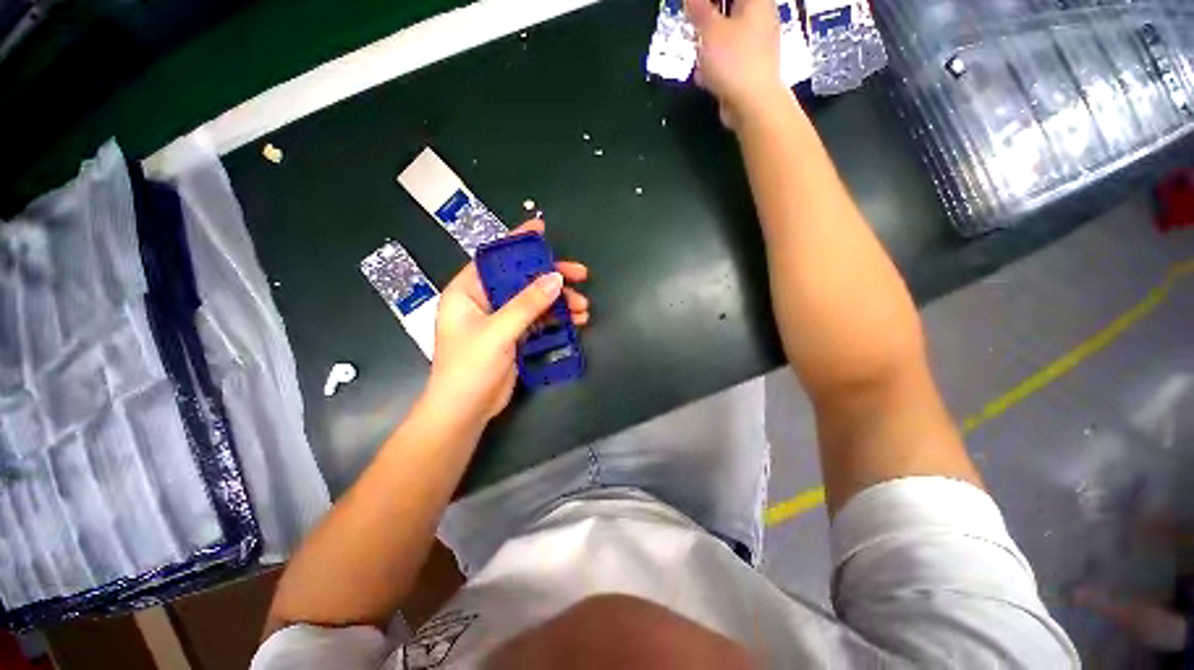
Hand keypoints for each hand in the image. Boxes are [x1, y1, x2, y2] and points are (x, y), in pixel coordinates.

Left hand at [425, 219, 589, 425]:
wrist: (465, 411)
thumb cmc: (469, 368)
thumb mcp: (498, 332)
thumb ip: (527, 304)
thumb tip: (555, 278)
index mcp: (467, 291)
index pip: (495, 258)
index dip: (518, 242)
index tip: (542, 229)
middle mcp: (484, 301)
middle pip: (521, 279)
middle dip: (551, 277)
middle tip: (580, 275)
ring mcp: (500, 319)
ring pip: (534, 300)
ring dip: (559, 301)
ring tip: (584, 307)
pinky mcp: (513, 336)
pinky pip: (538, 320)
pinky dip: (556, 318)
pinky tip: (576, 321)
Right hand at [686, 0, 784, 126]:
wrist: (752, 105)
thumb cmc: (734, 62)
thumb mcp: (710, 31)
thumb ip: (698, 10)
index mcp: (756, 1)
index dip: (709, 1)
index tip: (694, 8)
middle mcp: (760, 18)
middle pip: (730, 10)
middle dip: (708, 18)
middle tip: (693, 26)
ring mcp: (757, 45)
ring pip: (727, 35)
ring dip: (709, 43)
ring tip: (697, 52)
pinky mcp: (749, 69)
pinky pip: (728, 58)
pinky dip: (715, 64)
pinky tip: (704, 75)